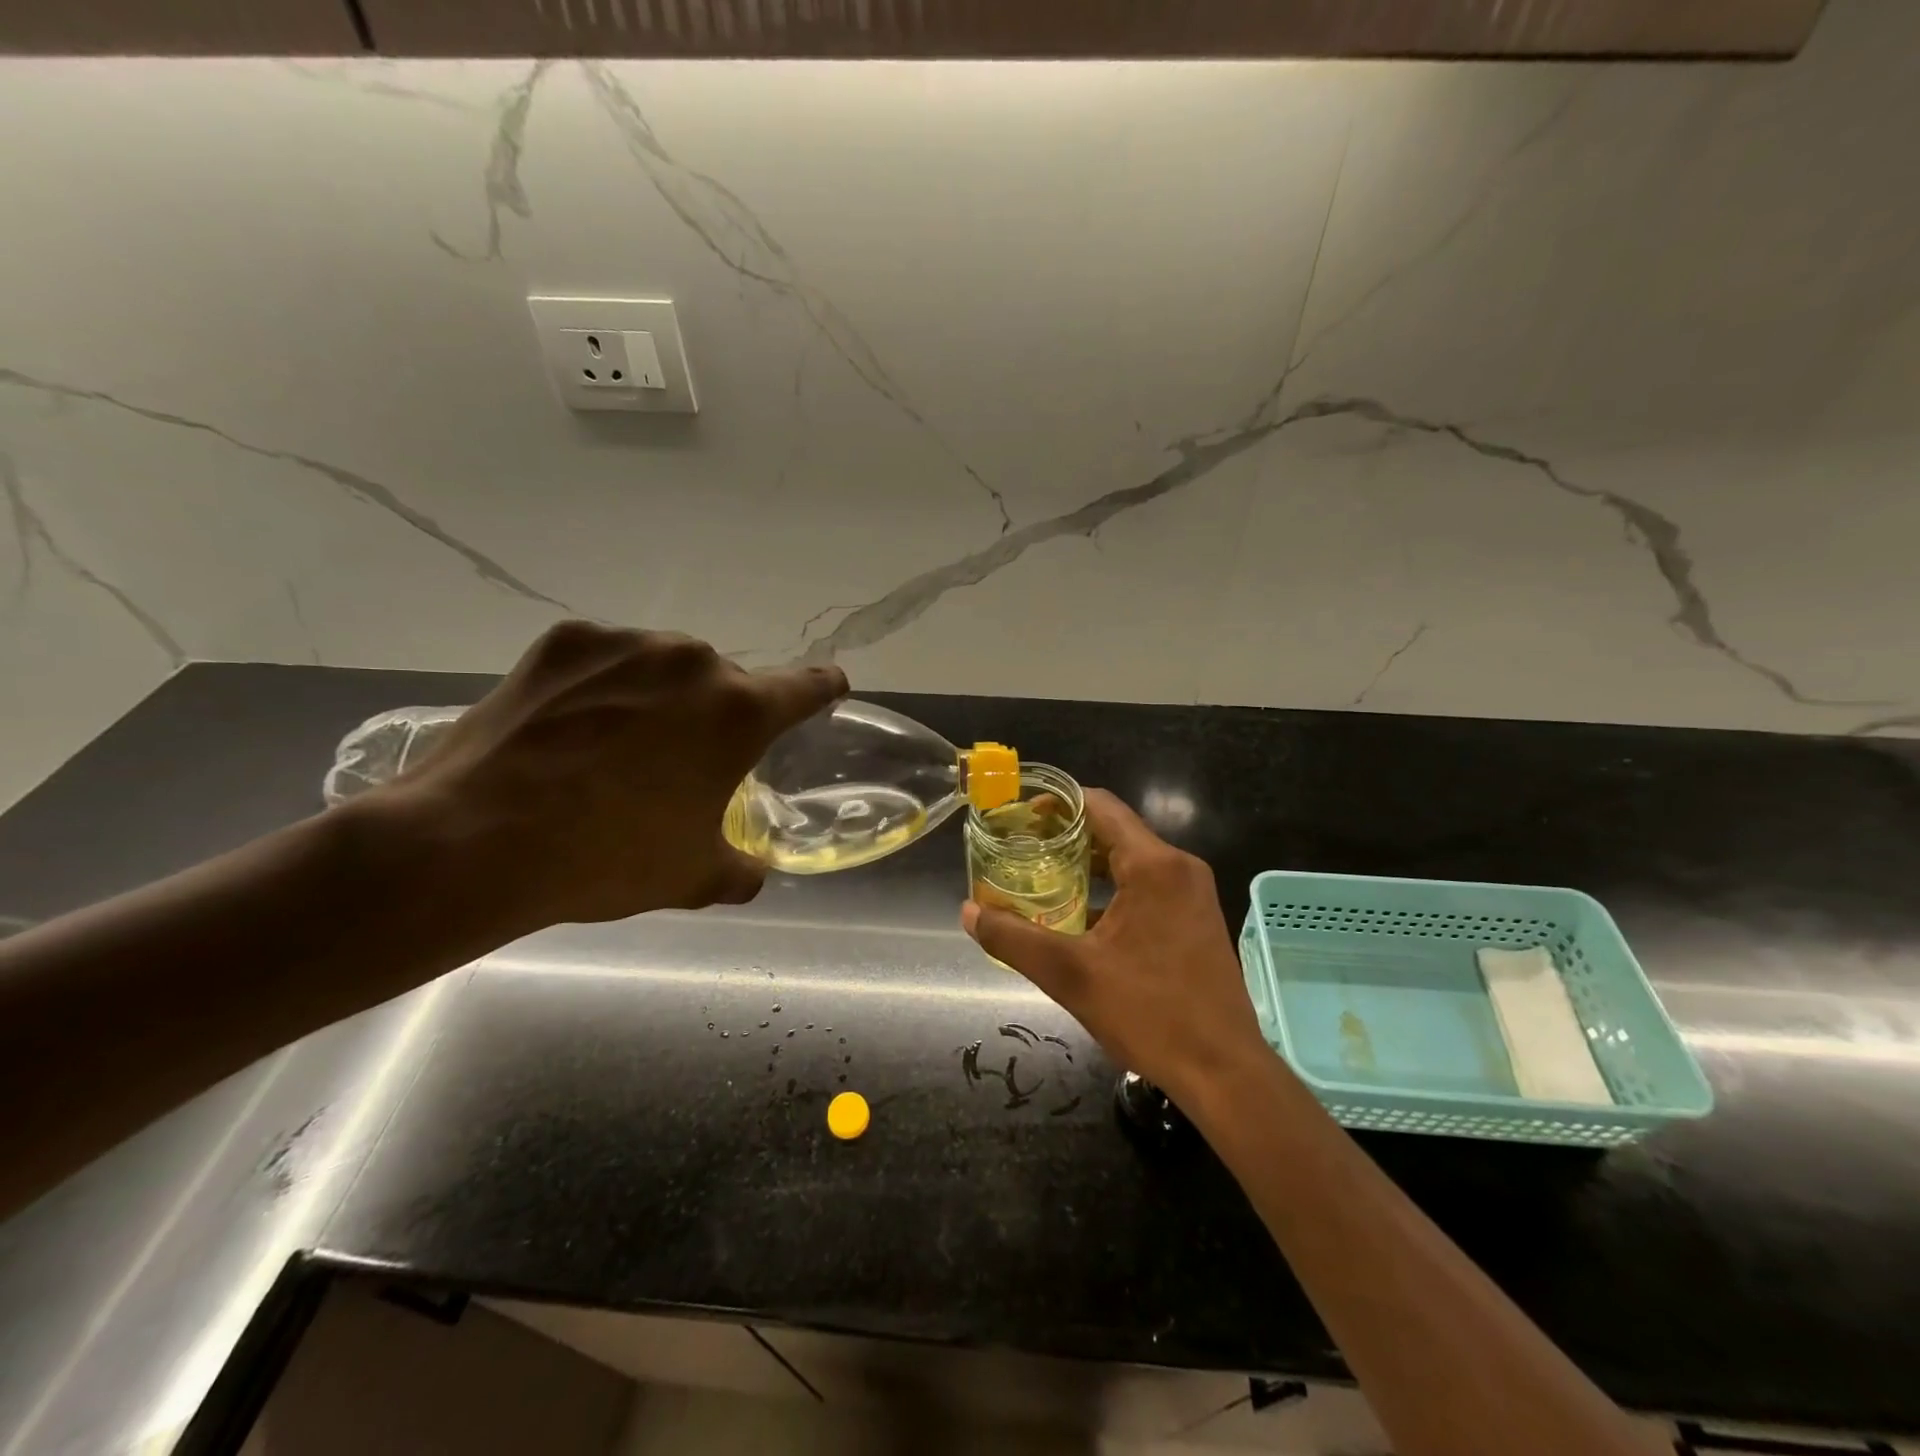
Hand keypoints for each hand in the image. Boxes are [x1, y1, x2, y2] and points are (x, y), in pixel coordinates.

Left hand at [373, 621, 845, 934]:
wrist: (477, 840)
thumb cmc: (609, 857)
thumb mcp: (693, 876)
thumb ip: (740, 869)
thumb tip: (752, 871)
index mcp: (740, 712)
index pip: (808, 687)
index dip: (823, 689)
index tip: (830, 688)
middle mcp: (694, 662)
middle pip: (725, 683)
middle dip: (715, 716)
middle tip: (681, 762)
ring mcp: (627, 643)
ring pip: (666, 668)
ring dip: (660, 698)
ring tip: (615, 747)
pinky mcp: (567, 641)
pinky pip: (607, 659)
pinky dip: (603, 685)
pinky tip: (571, 726)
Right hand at [961, 788, 1270, 1106]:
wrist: (1225, 1072)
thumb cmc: (1150, 1014)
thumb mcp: (1070, 975)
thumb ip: (1013, 938)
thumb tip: (968, 912)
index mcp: (1154, 865)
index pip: (1100, 806)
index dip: (1057, 804)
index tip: (1019, 816)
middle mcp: (1179, 867)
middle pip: (1114, 830)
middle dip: (1066, 836)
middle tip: (1020, 849)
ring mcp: (1193, 893)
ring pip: (1131, 859)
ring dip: (1088, 864)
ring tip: (1042, 878)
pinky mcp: (1196, 918)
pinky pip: (1148, 885)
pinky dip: (1113, 888)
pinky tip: (1080, 915)